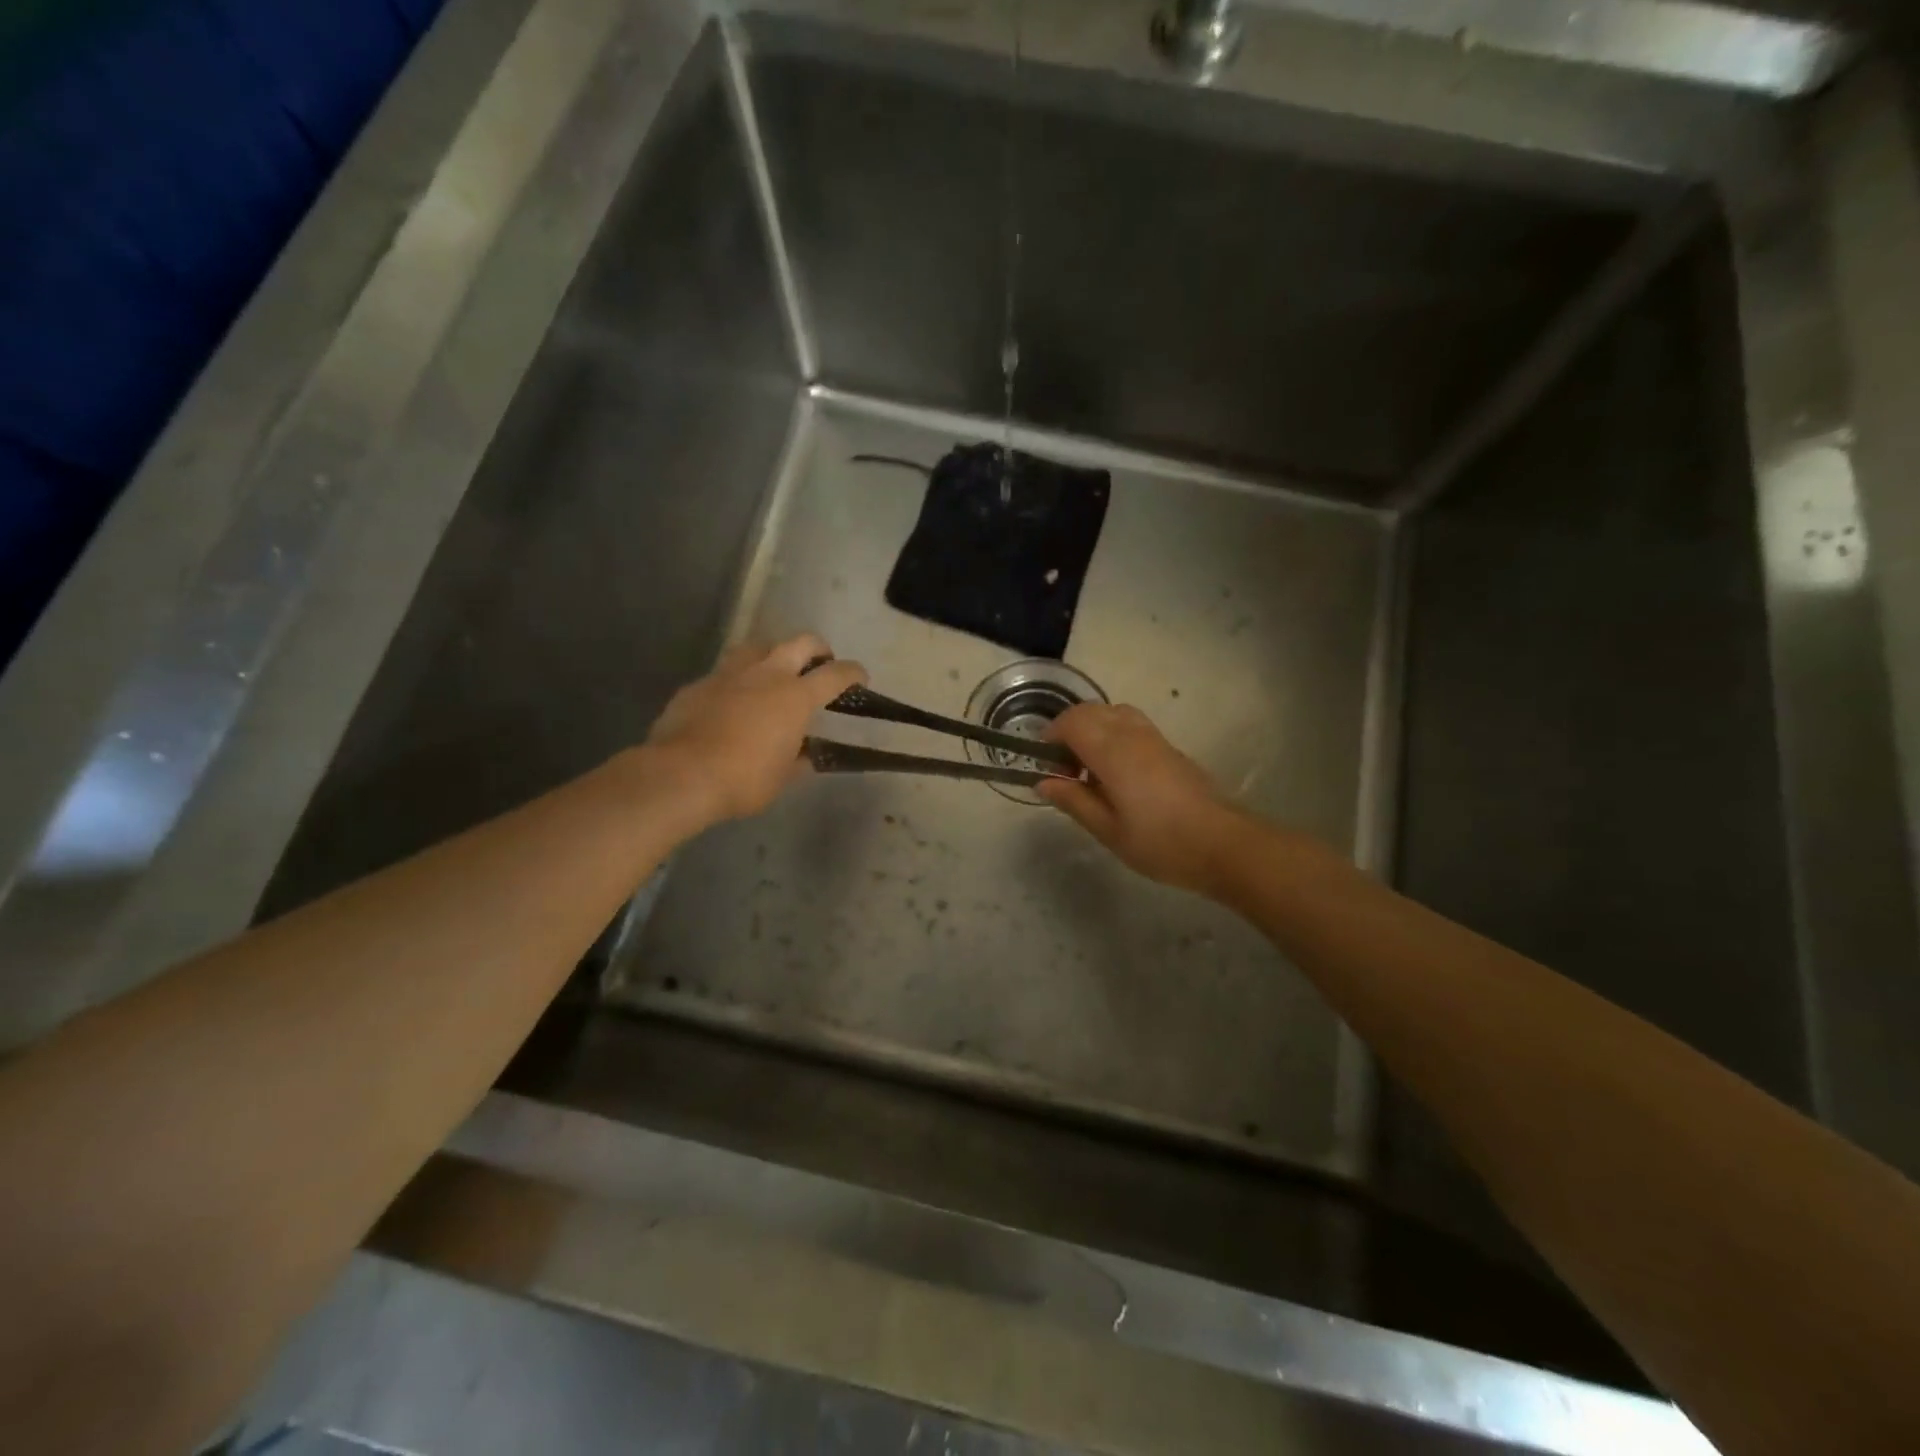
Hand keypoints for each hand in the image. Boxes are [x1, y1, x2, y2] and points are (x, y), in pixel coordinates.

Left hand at [646, 633, 865, 825]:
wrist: (681, 775)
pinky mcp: (700, 683)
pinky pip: (725, 671)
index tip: (860, 676)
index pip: (835, 675)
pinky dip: (737, 679)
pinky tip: (732, 697)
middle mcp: (767, 674)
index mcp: (796, 697)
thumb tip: (806, 755)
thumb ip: (798, 759)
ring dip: (773, 653)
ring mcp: (730, 674)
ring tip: (774, 670)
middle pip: (800, 642)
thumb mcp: (783, 777)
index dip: (853, 672)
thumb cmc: (744, 780)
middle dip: (817, 648)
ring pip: (758, 645)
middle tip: (820, 662)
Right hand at [1037, 703, 1246, 896]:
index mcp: (1112, 752)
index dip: (1051, 736)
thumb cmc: (1160, 842)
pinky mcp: (1169, 747)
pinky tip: (1115, 772)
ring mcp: (1154, 737)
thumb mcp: (1108, 831)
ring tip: (1089, 768)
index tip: (1045, 765)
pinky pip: (1131, 724)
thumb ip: (1074, 801)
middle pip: (1090, 711)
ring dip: (1092, 729)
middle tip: (1064, 769)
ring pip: (1112, 712)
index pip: (1071, 722)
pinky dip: (1112, 734)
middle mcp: (1132, 734)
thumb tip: (1043, 782)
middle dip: (1068, 730)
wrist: (1223, 844)